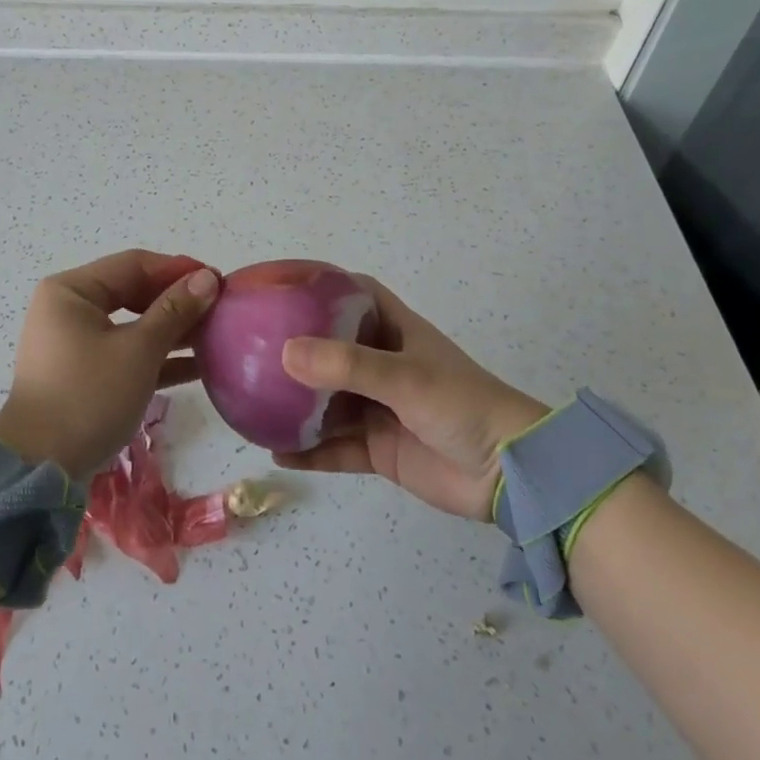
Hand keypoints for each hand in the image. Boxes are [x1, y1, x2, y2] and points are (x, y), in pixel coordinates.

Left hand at [0, 249, 218, 477]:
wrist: (41, 467)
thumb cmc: (89, 395)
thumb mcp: (138, 350)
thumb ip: (175, 311)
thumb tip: (208, 278)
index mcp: (72, 290)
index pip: (134, 264)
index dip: (179, 270)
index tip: (219, 280)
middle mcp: (69, 309)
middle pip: (133, 292)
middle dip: (178, 301)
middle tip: (220, 308)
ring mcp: (74, 342)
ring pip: (133, 324)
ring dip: (173, 330)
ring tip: (216, 335)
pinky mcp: (83, 373)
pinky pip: (126, 352)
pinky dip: (157, 356)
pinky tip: (198, 366)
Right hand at [275, 278, 547, 520]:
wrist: (508, 475)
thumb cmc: (461, 405)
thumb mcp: (405, 377)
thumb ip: (347, 365)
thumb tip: (284, 352)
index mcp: (395, 332)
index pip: (355, 295)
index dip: (322, 285)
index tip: (281, 284)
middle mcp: (382, 366)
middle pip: (331, 349)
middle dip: (296, 348)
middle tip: (251, 347)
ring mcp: (379, 409)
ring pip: (327, 402)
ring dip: (296, 404)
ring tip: (252, 400)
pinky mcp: (379, 449)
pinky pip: (335, 448)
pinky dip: (309, 451)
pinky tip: (277, 452)